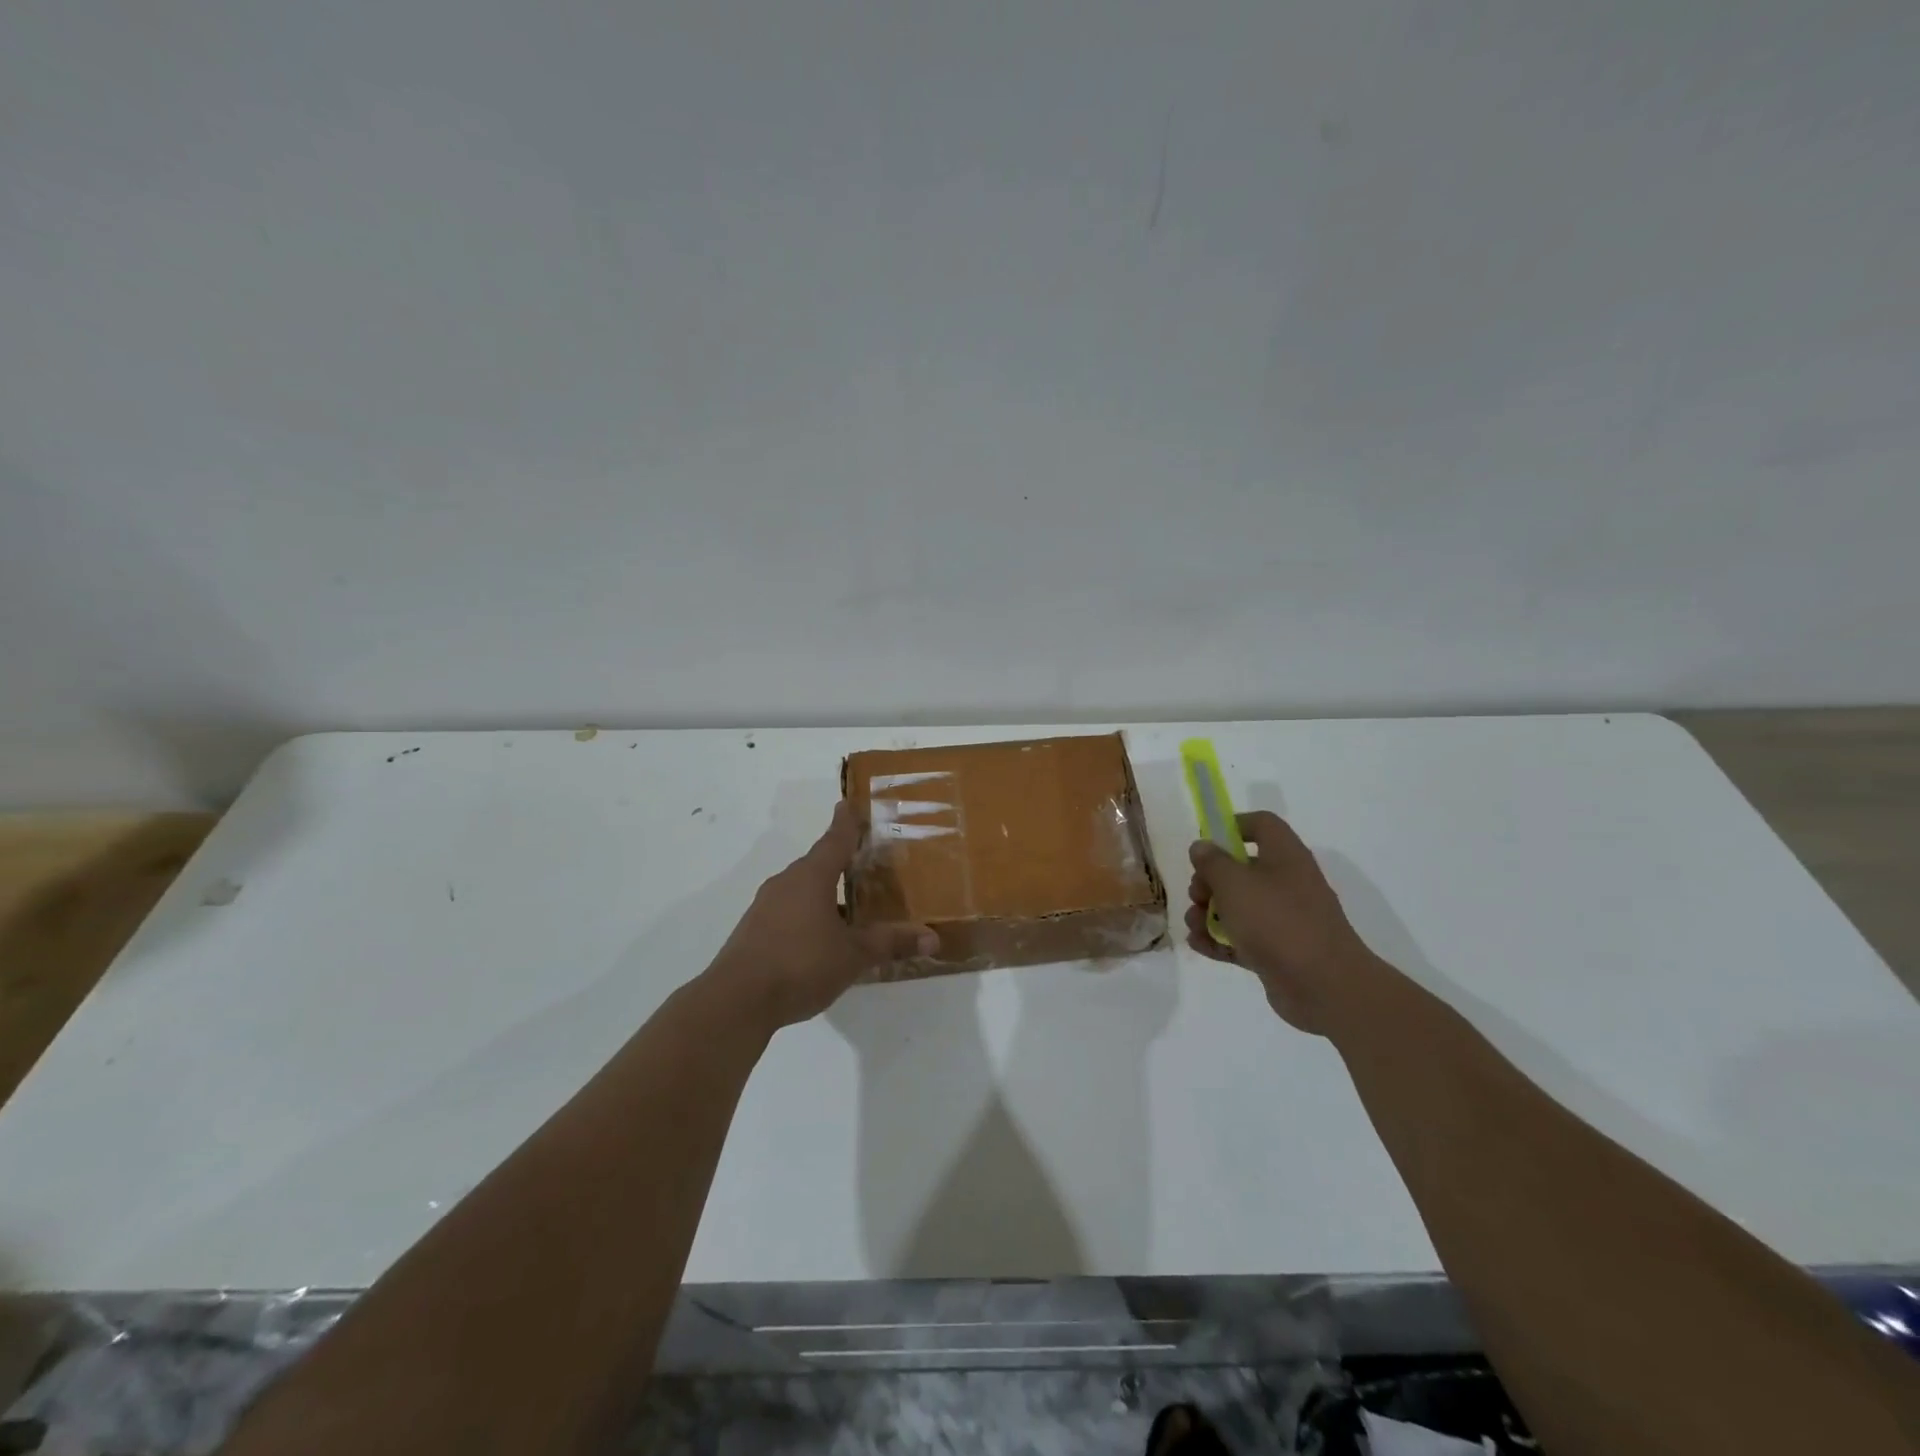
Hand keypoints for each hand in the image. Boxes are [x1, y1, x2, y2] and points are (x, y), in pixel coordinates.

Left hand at [707, 801, 937, 1031]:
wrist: (736, 1001)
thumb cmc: (800, 964)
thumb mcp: (854, 955)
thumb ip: (891, 943)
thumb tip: (933, 937)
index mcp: (812, 877)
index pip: (835, 839)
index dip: (847, 822)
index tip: (849, 803)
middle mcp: (786, 882)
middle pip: (817, 863)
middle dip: (840, 861)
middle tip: (864, 861)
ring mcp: (765, 906)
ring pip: (801, 889)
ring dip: (824, 892)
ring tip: (849, 905)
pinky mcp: (753, 931)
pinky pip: (788, 911)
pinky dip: (807, 914)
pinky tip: (820, 938)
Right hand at [1185, 811, 1379, 1034]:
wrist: (1323, 986)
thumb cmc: (1277, 921)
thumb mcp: (1234, 883)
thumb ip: (1212, 862)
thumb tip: (1202, 847)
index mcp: (1285, 856)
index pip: (1261, 824)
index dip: (1232, 826)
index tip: (1206, 844)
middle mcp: (1287, 882)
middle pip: (1242, 868)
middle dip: (1210, 881)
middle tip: (1197, 895)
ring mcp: (1284, 918)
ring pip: (1239, 905)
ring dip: (1209, 913)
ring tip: (1193, 926)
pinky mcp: (1278, 950)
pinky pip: (1243, 936)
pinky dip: (1220, 939)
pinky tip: (1198, 945)